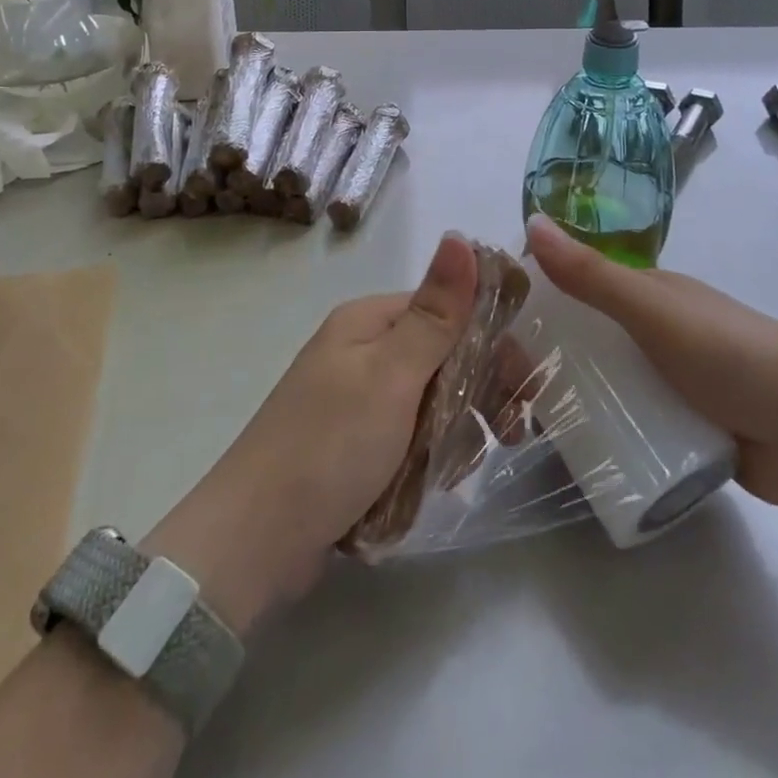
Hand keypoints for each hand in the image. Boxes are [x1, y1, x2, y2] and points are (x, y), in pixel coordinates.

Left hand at [142, 234, 477, 632]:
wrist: (253, 542)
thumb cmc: (330, 446)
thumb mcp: (392, 375)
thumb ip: (436, 312)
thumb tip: (461, 235)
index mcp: (369, 321)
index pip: (449, 310)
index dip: (491, 341)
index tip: (524, 387)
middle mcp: (363, 350)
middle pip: (443, 356)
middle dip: (479, 392)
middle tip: (509, 434)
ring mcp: (356, 398)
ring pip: (431, 400)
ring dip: (456, 429)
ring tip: (460, 468)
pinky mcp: (352, 443)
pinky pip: (408, 437)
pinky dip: (427, 456)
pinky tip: (435, 482)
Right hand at [524, 213, 777, 513]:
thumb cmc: (735, 358)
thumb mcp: (657, 312)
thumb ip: (593, 275)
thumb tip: (532, 222)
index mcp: (649, 293)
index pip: (576, 289)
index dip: (534, 305)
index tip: (492, 337)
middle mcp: (655, 333)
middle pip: (584, 342)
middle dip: (542, 361)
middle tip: (502, 398)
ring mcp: (670, 384)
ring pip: (602, 387)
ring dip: (565, 402)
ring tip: (521, 432)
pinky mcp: (683, 431)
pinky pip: (627, 427)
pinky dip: (599, 435)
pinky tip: (568, 455)